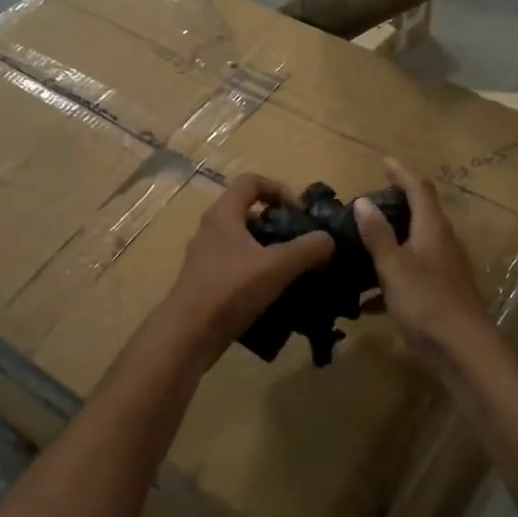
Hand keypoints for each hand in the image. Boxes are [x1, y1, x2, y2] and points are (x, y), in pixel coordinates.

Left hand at [159, 173, 335, 365]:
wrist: (189, 334)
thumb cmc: (230, 290)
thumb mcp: (277, 266)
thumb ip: (307, 249)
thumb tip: (328, 240)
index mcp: (223, 215)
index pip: (252, 182)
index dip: (279, 189)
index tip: (299, 213)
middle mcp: (211, 229)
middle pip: (249, 212)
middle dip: (278, 224)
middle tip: (301, 243)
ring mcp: (206, 257)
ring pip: (244, 242)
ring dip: (270, 251)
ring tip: (294, 270)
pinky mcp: (206, 282)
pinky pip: (237, 266)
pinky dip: (257, 272)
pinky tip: (275, 293)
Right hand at [352, 159, 493, 369]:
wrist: (462, 350)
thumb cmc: (427, 301)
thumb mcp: (394, 266)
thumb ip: (378, 235)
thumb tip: (363, 202)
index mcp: (432, 230)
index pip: (419, 189)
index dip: (402, 173)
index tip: (384, 161)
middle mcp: (441, 244)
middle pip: (419, 215)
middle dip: (394, 206)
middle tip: (364, 205)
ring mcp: (441, 271)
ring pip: (412, 247)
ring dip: (389, 243)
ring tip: (358, 245)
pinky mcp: (437, 295)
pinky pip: (408, 277)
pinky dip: (388, 279)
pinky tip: (363, 299)